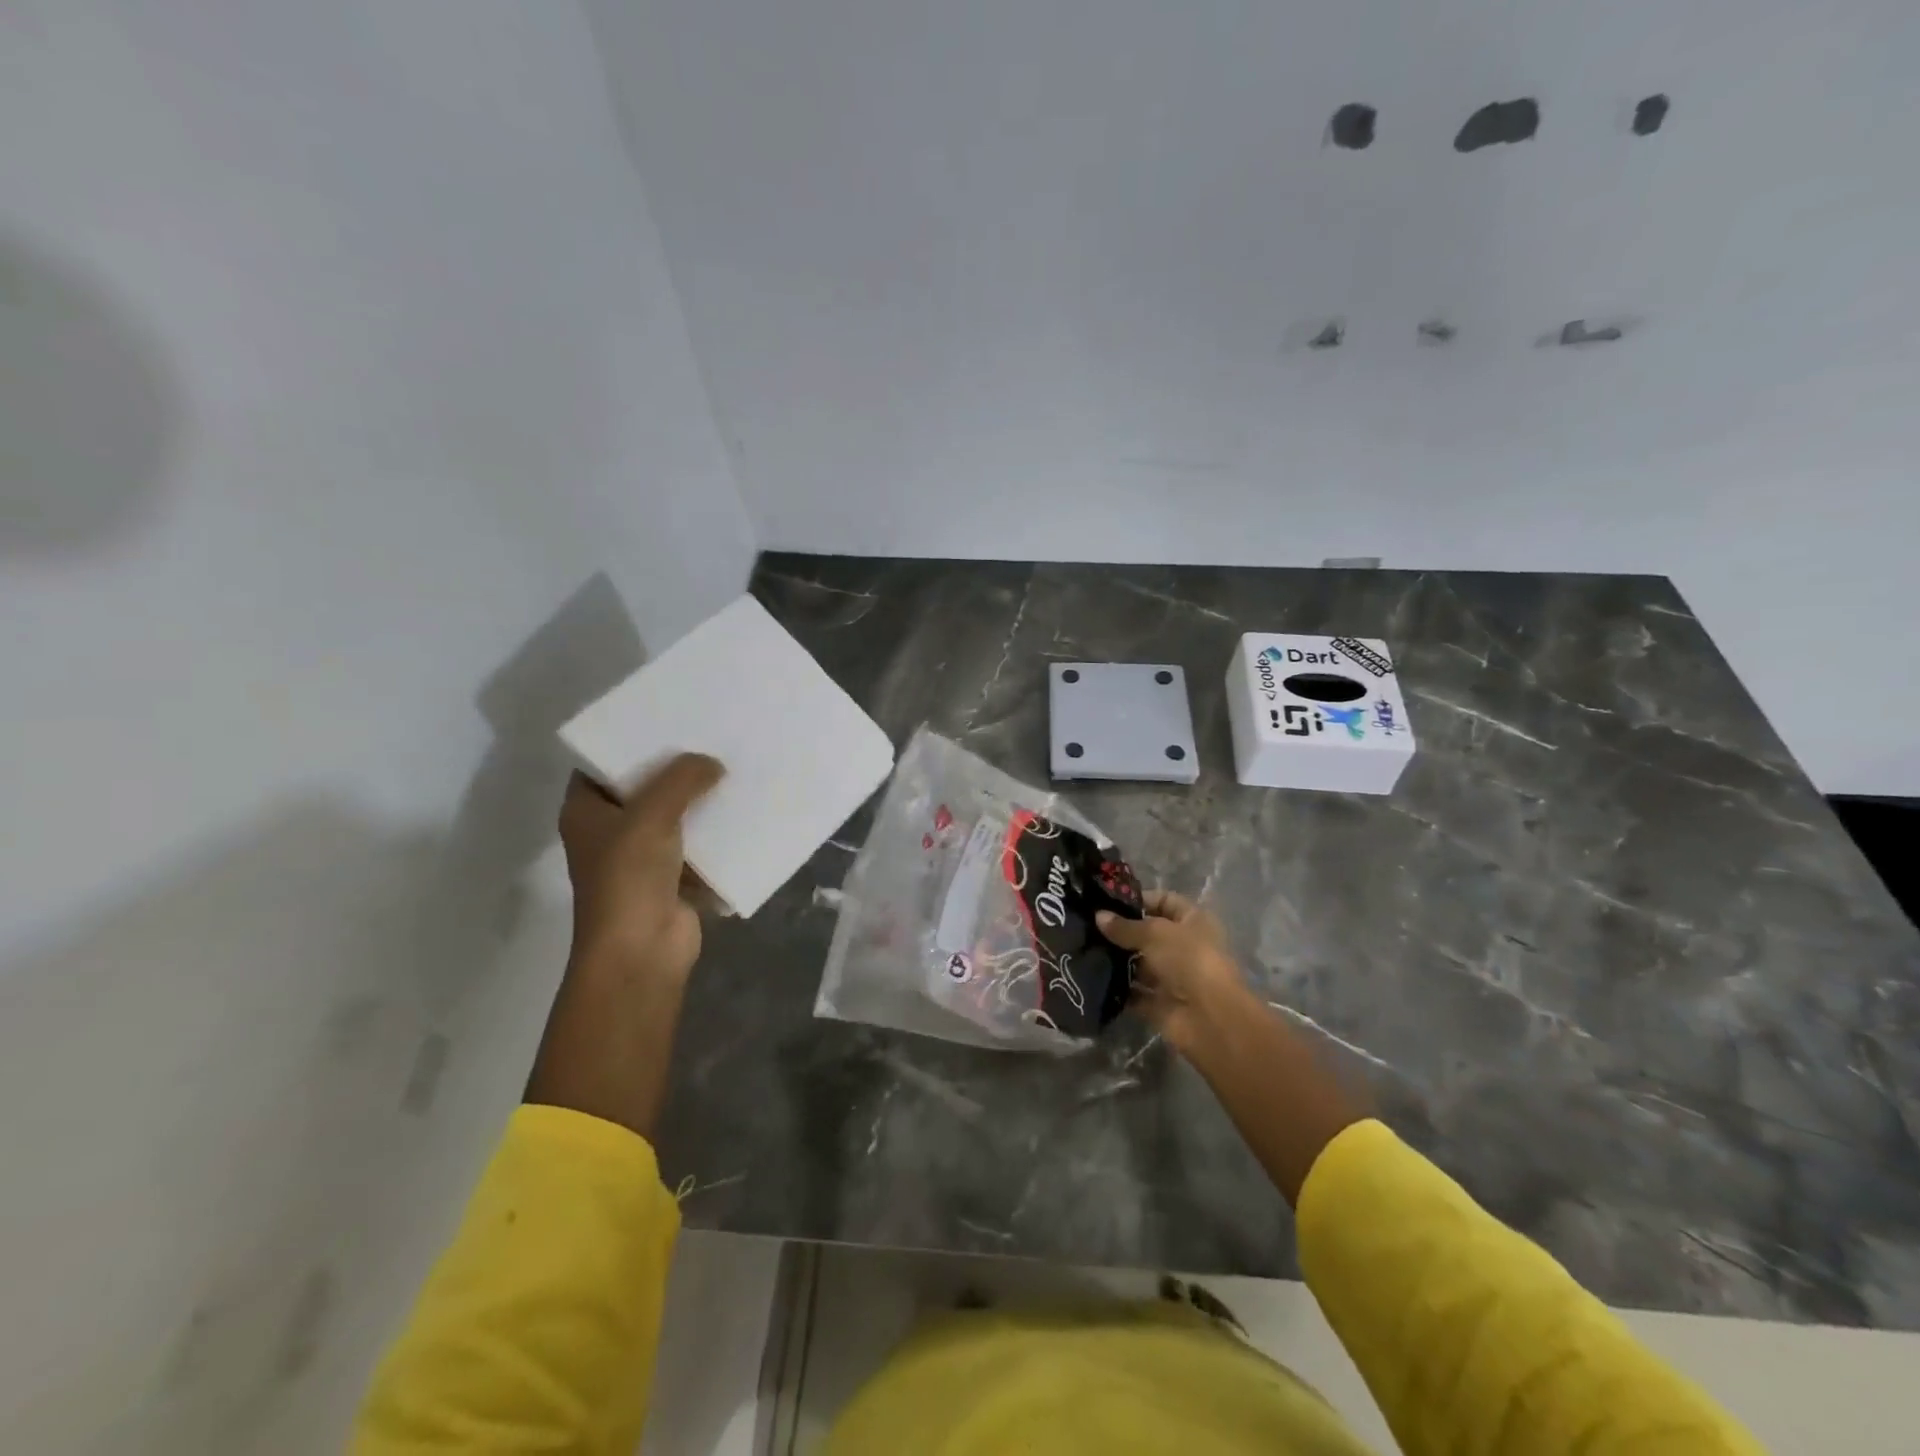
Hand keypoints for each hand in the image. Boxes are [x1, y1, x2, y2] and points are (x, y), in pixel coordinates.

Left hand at [531, 754, 724, 1138]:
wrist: (641, 952)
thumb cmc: (629, 878)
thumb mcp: (651, 815)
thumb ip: (682, 779)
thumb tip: (713, 763)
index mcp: (587, 811)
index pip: (603, 764)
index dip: (630, 740)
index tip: (667, 717)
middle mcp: (610, 830)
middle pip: (644, 787)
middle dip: (676, 767)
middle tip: (710, 735)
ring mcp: (642, 856)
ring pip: (674, 815)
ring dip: (700, 799)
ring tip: (733, 764)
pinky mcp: (673, 877)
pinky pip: (697, 843)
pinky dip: (716, 830)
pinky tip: (744, 808)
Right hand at [1098, 890, 1254, 1055]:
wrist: (1209, 1018)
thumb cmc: (1188, 960)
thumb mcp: (1154, 933)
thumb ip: (1125, 926)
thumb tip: (1098, 916)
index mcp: (1193, 921)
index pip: (1164, 901)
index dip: (1138, 899)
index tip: (1106, 901)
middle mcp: (1183, 947)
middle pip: (1147, 933)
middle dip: (1120, 931)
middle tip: (1087, 926)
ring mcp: (1171, 977)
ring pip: (1138, 964)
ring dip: (1115, 960)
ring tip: (1084, 949)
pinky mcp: (1159, 1003)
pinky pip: (1133, 992)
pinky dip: (1116, 987)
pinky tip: (1091, 976)